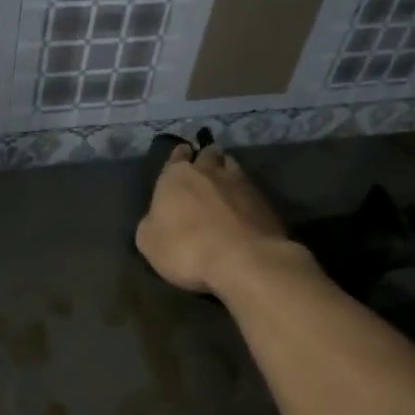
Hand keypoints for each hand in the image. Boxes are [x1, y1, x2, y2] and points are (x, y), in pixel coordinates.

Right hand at [134, 143, 289, 294]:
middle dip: (205, 159)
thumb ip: (152, 222)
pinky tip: (242, 207)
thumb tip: (157, 218)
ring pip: (232, 165)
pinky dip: (244, 194)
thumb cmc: (186, 248)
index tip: (180, 161)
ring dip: (226, 171)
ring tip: (224, 184)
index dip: (178, 158)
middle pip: (208, 154)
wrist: (243, 260)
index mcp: (177, 175)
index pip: (177, 155)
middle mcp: (209, 171)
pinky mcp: (265, 201)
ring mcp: (241, 183)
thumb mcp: (148, 242)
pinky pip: (251, 189)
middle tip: (203, 170)